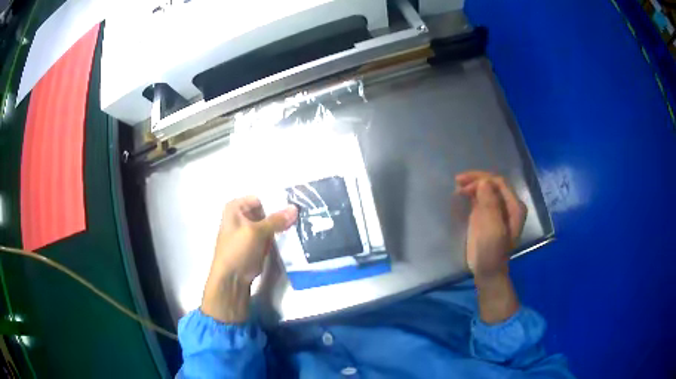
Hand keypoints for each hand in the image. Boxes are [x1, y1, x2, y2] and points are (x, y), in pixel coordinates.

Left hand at [202, 196, 297, 321]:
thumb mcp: (256, 232)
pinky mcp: (256, 244)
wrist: (231, 279)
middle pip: (266, 210)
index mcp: (235, 207)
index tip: (295, 205)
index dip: (277, 201)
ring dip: (282, 226)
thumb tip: (295, 208)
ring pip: (270, 223)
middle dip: (281, 214)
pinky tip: (294, 235)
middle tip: (301, 215)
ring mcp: (249, 230)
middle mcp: (241, 216)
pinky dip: (280, 236)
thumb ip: (276, 220)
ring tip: (301, 224)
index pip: (261, 198)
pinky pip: (271, 235)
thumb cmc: (237, 251)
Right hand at [455, 172, 526, 280]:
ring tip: (457, 186)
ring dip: (472, 185)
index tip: (464, 185)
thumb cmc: (492, 251)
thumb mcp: (493, 228)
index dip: (482, 180)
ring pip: (486, 189)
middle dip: (476, 180)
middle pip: (492, 184)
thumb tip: (483, 181)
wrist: (487, 271)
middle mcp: (508, 205)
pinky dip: (471, 194)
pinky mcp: (486, 216)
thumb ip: (490, 204)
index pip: (499, 183)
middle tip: (457, 181)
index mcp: (515, 207)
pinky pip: (480, 198)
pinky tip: (460, 194)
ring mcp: (497, 210)